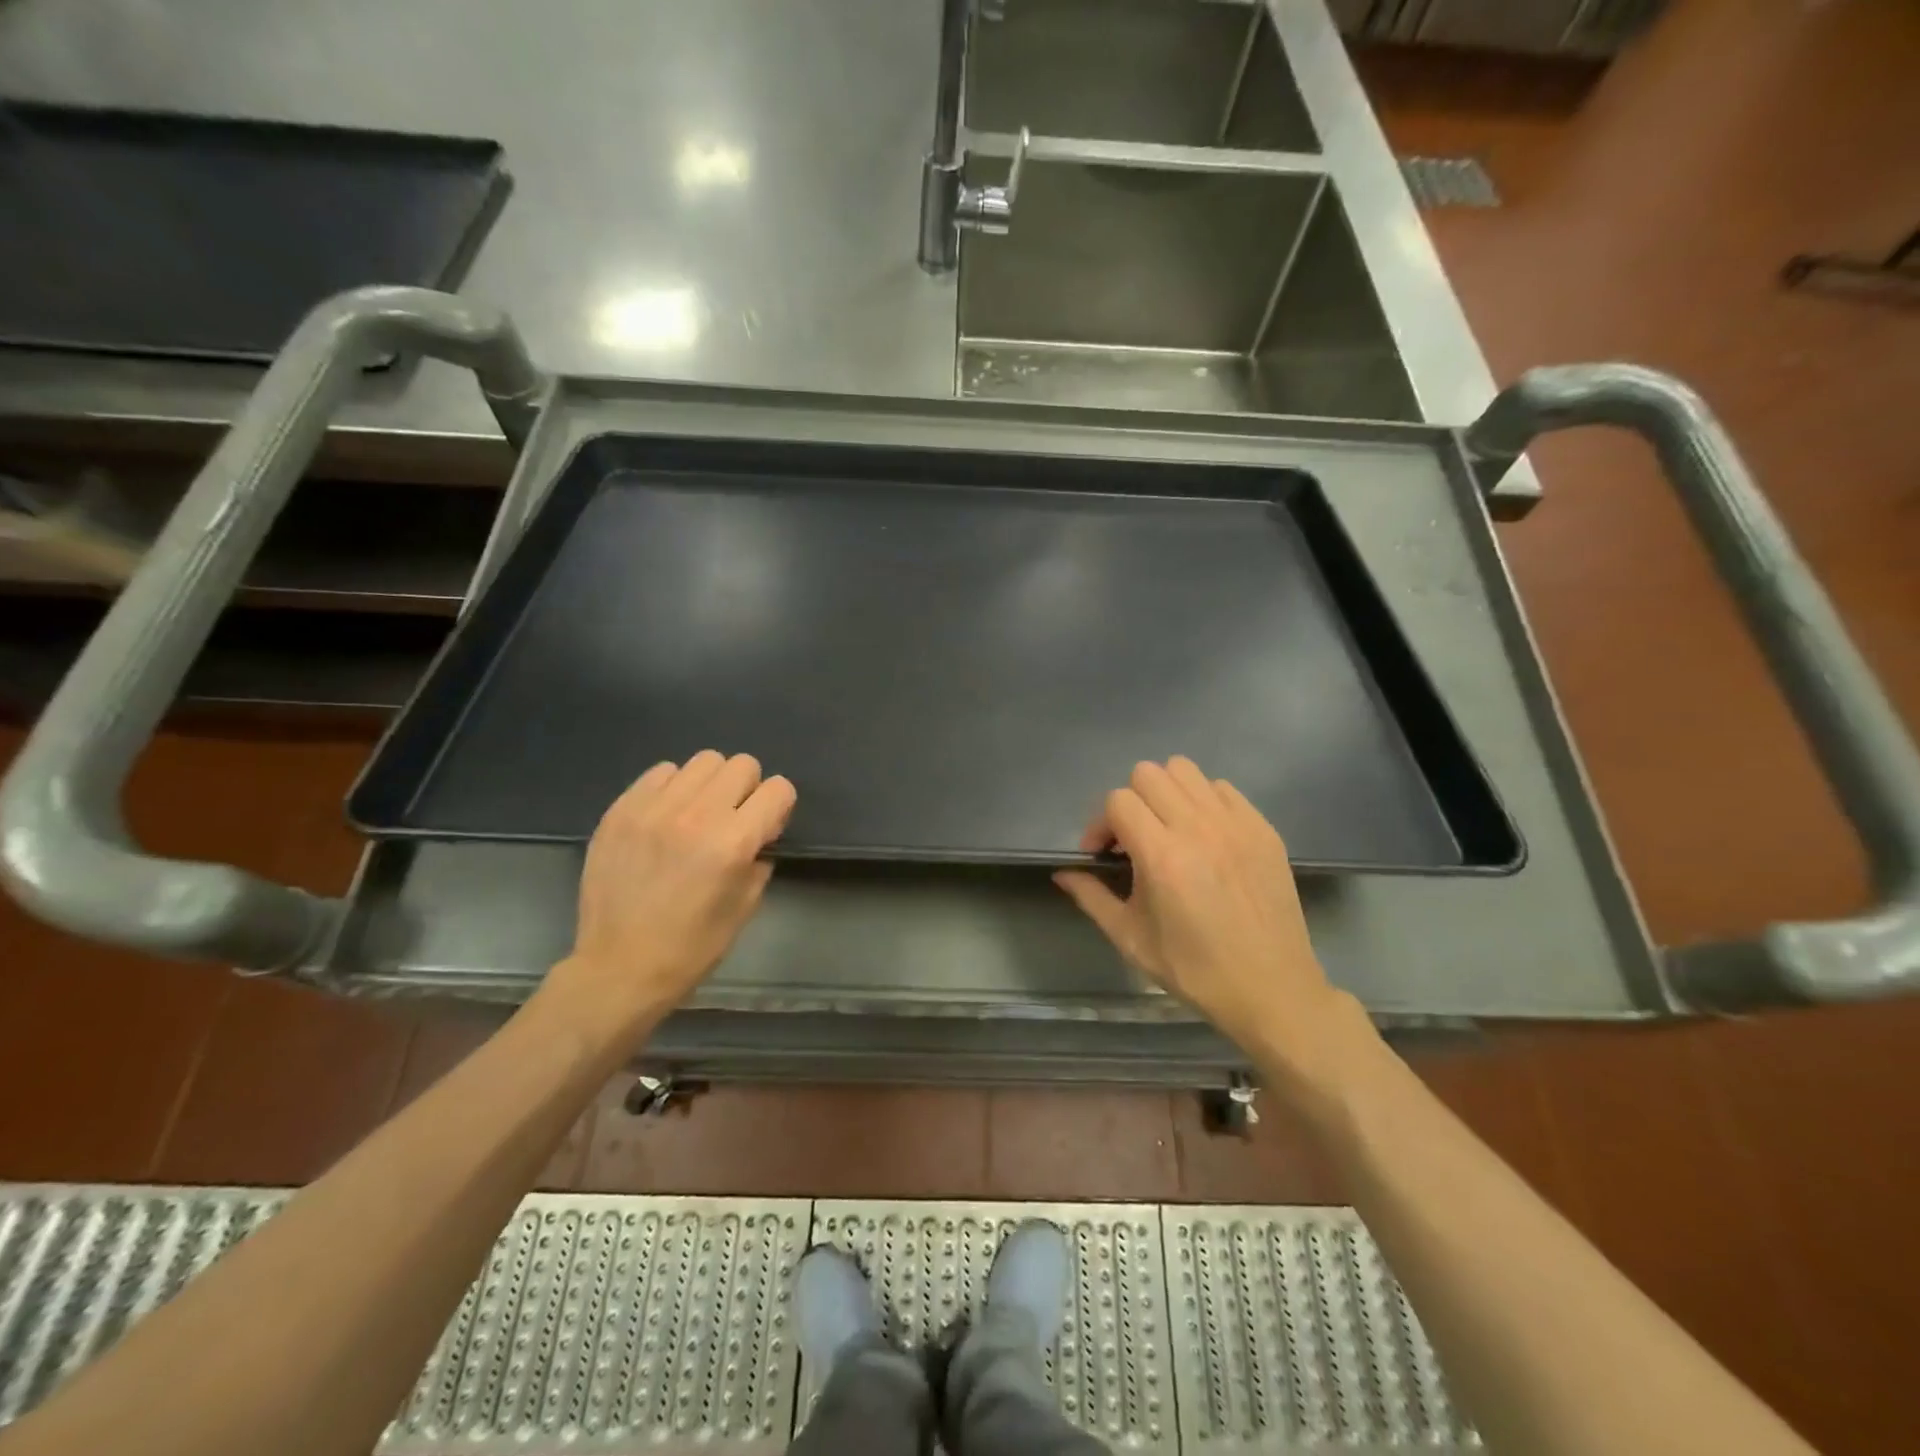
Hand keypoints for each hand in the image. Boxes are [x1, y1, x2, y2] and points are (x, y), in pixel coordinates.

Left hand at [545, 751, 795, 1040]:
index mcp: (732, 843)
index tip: (766, 828)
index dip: (779, 807)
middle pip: (742, 765)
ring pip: (702, 761)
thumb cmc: (691, 947)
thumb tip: (760, 830)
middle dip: (747, 790)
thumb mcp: (746, 906)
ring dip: (711, 784)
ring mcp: (653, 808)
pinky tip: (666, 817)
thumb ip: (759, 857)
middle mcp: (696, 815)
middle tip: (733, 819)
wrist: (619, 967)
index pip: (778, 789)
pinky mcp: (621, 810)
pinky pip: (661, 771)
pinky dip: (673, 788)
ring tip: (698, 814)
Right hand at [1054, 757, 1364, 1080]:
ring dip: (1166, 793)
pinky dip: (1203, 801)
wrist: (1270, 989)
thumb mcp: (1131, 939)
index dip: (1100, 824)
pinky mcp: (1263, 829)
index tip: (1103, 855)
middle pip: (1148, 773)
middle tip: (1133, 839)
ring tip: (1168, 829)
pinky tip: (1204, 836)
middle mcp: (1199, 828)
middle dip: (1130, 801)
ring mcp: (1236, 824)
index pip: (1118, 800)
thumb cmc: (1194, 970)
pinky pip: (1222, 788)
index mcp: (1162, 856)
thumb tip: (1063, 873)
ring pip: (1186, 770)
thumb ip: (1091, 897)